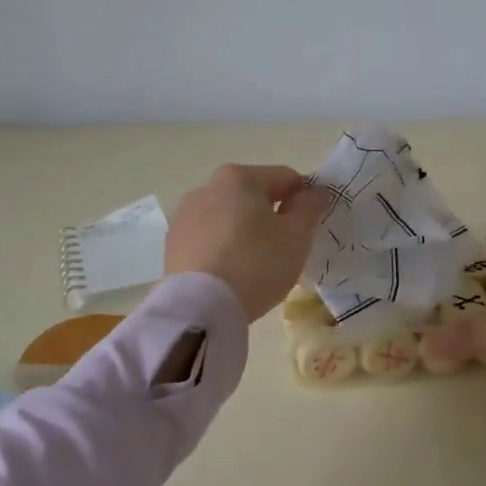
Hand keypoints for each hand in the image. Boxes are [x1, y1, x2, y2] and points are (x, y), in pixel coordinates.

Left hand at [165, 164, 332, 319]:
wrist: (199, 308)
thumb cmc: (256, 263)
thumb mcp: (296, 237)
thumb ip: (309, 208)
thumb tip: (314, 192)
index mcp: (239, 177)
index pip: (285, 178)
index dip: (304, 199)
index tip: (311, 226)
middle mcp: (207, 187)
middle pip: (253, 195)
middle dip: (272, 215)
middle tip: (285, 248)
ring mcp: (185, 215)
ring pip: (228, 216)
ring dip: (245, 231)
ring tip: (256, 265)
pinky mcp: (172, 243)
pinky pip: (208, 238)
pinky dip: (223, 248)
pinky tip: (231, 273)